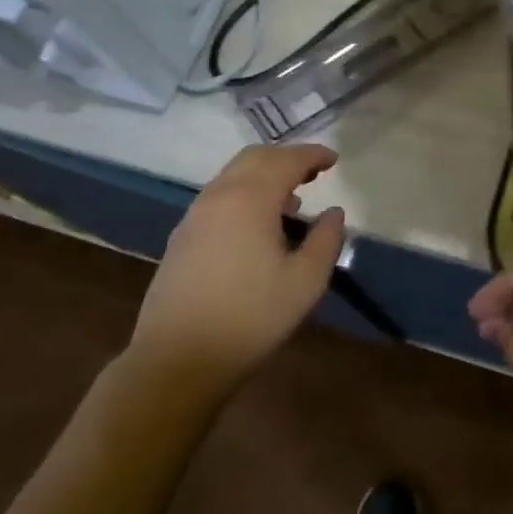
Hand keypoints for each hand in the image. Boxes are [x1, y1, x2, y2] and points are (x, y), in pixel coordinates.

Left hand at [127, 144, 346, 393]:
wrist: (178, 358)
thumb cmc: (251, 318)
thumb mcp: (305, 282)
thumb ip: (326, 240)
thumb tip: (334, 212)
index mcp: (250, 199)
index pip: (286, 160)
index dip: (312, 155)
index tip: (334, 160)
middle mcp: (219, 195)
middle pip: (255, 158)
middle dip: (286, 158)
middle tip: (313, 172)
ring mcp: (195, 215)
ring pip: (233, 175)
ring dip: (263, 175)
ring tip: (290, 200)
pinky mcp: (182, 236)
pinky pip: (219, 196)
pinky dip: (244, 193)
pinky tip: (257, 225)